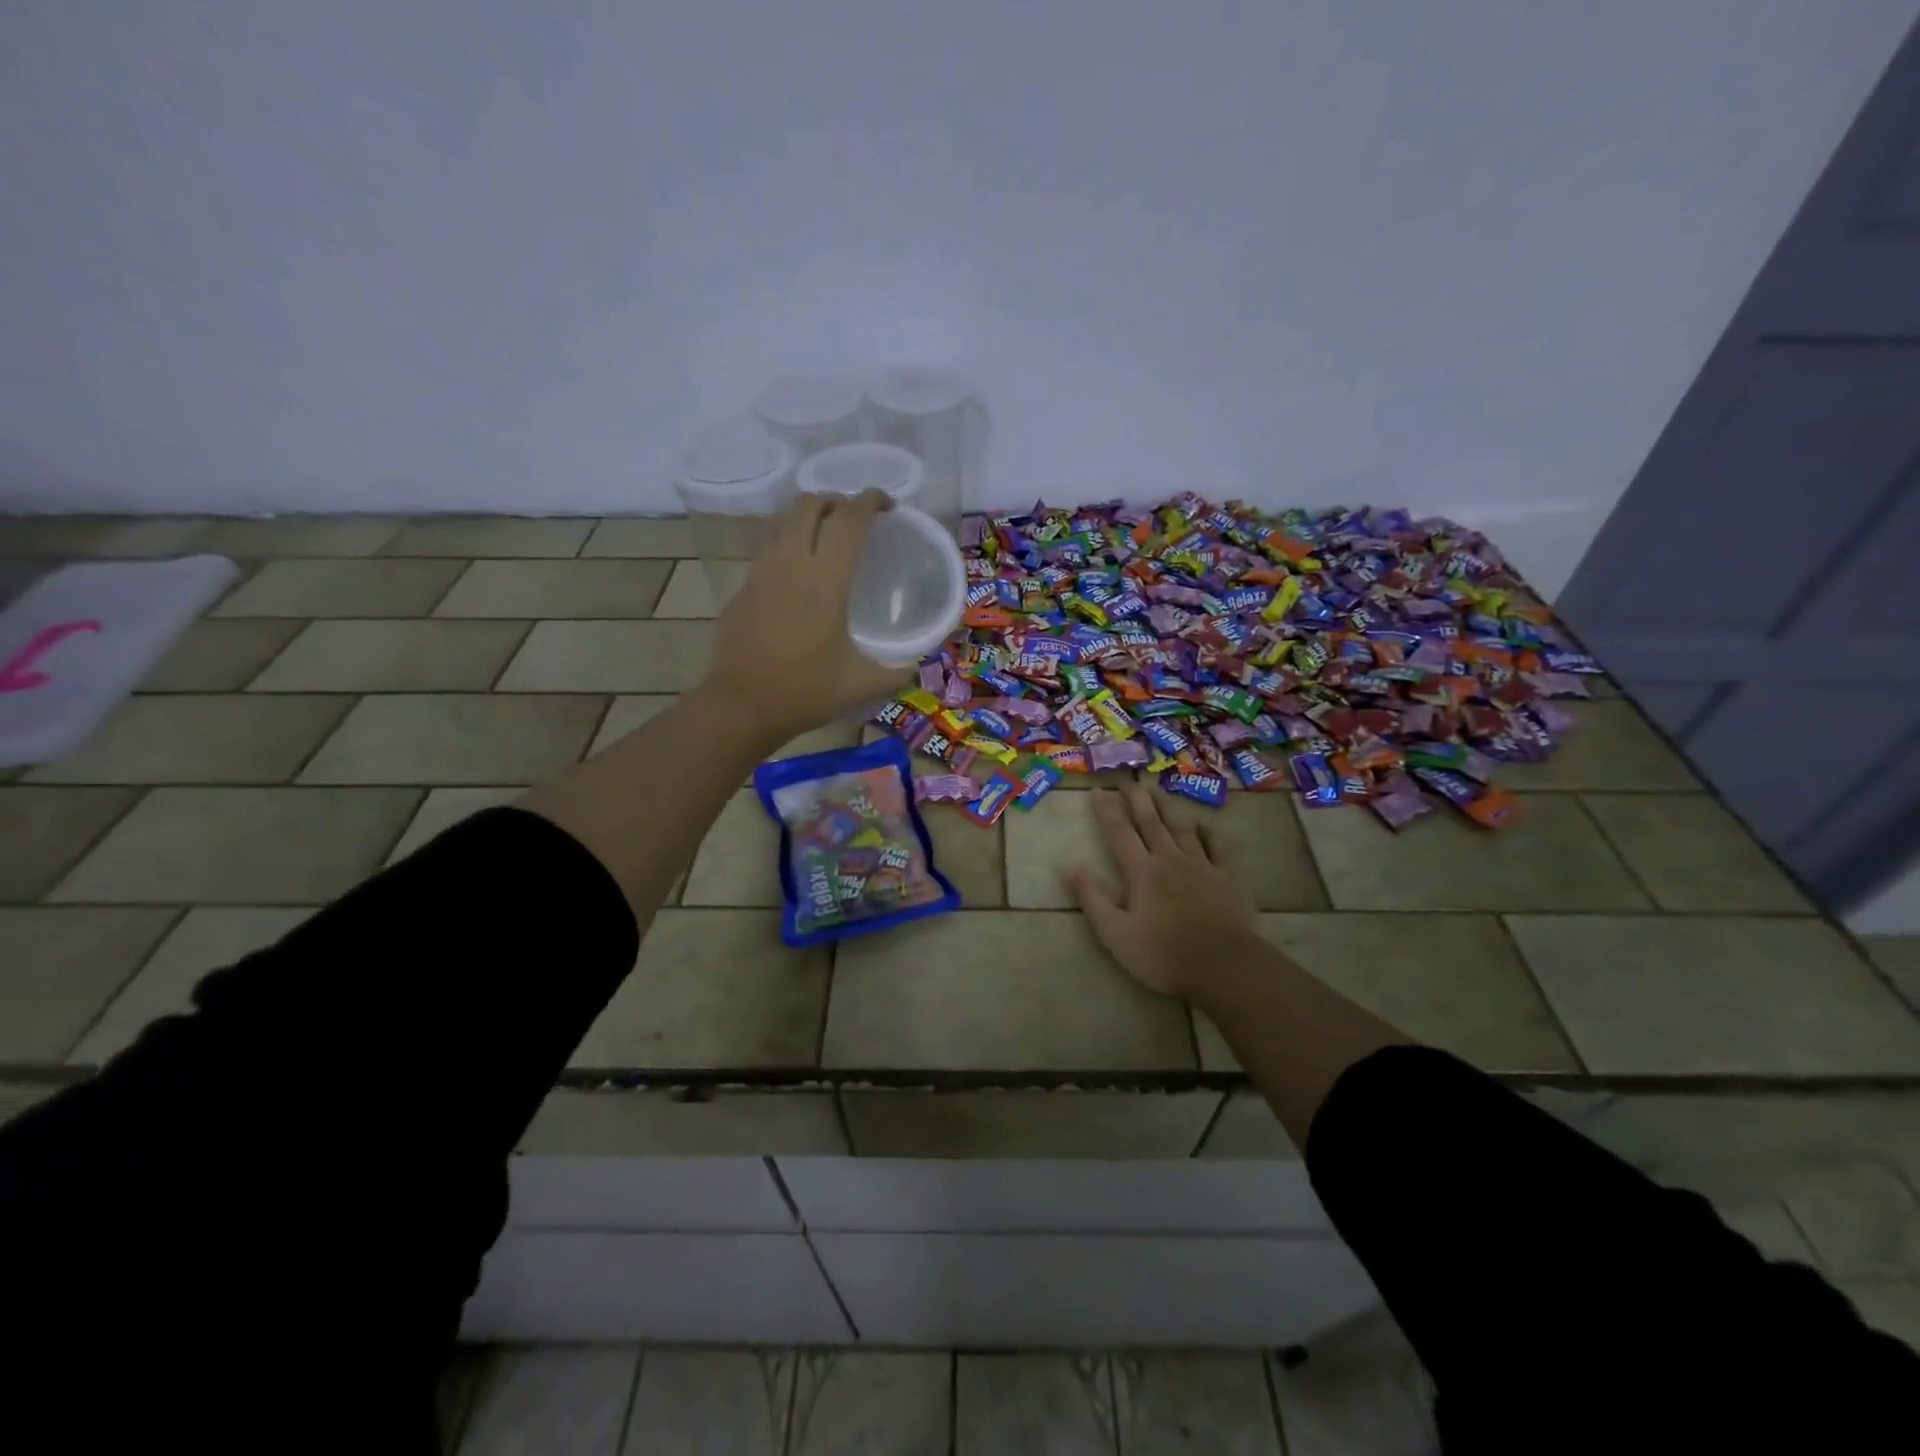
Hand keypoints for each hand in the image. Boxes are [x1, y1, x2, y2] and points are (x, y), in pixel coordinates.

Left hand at [702, 490, 910, 740]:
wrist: (741, 706)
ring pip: (783, 522)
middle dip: (836, 500)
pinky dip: (788, 542)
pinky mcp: (743, 588)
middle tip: (856, 519)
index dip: (870, 501)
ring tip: (827, 536)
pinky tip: (799, 571)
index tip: (888, 505)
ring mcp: (760, 573)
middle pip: (809, 505)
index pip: (848, 520)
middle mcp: (790, 565)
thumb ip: (896, 672)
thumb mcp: (861, 685)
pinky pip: (768, 547)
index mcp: (824, 582)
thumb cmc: (804, 692)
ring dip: (808, 517)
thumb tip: (915, 664)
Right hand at [1065, 780, 1261, 997]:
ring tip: (1157, 790)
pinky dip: (1209, 832)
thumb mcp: (1115, 934)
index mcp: (1141, 871)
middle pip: (1150, 822)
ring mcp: (1202, 865)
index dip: (1106, 810)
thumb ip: (1091, 898)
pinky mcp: (1227, 877)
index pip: (1119, 832)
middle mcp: (1170, 859)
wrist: (1225, 966)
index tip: (1097, 790)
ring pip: (1181, 827)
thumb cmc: (1164, 955)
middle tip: (1128, 779)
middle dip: (1136, 798)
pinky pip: (1218, 846)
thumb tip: (1068, 865)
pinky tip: (1203, 823)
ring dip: (1167, 807)